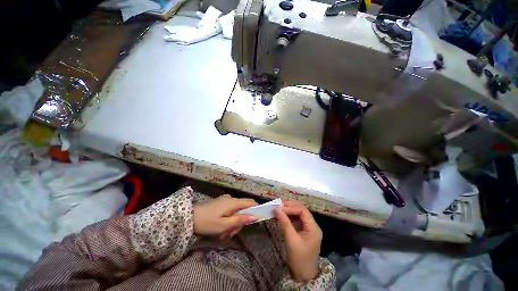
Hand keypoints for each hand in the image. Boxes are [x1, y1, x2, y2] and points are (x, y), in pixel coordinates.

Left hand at [193, 194, 257, 238]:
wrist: (189, 218)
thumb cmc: (208, 222)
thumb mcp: (225, 225)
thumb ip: (241, 220)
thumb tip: (255, 216)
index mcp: (233, 202)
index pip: (250, 202)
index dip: (255, 209)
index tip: (255, 220)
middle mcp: (231, 199)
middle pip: (243, 209)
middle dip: (239, 222)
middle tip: (231, 233)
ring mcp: (225, 200)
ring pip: (236, 212)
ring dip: (232, 223)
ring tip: (223, 234)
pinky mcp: (220, 203)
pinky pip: (229, 211)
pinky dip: (228, 220)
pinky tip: (220, 228)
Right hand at [275, 201, 321, 281]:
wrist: (303, 276)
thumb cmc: (299, 259)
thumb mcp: (292, 241)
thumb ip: (285, 223)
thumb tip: (277, 209)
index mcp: (313, 228)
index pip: (303, 211)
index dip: (291, 207)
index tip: (280, 208)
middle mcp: (312, 225)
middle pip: (301, 210)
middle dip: (290, 206)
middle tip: (278, 205)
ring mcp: (307, 228)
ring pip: (297, 214)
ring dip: (288, 210)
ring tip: (278, 208)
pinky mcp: (301, 231)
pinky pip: (295, 220)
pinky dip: (287, 216)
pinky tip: (280, 216)